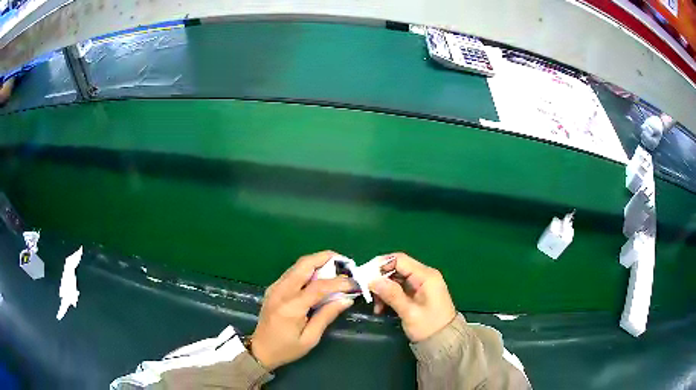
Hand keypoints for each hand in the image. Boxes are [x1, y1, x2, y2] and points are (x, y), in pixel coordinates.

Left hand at [251, 251, 354, 369]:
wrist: (260, 350)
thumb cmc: (286, 348)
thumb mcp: (310, 338)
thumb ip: (327, 315)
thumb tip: (347, 299)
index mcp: (291, 307)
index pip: (319, 286)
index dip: (339, 282)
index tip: (355, 283)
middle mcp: (281, 291)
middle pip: (304, 264)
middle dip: (326, 258)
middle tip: (345, 263)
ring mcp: (275, 287)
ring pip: (298, 265)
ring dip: (318, 262)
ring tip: (336, 268)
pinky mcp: (273, 288)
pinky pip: (293, 272)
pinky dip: (309, 269)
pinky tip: (320, 277)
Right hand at [370, 253, 456, 341]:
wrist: (443, 343)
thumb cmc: (429, 327)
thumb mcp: (409, 312)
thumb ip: (392, 294)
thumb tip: (372, 280)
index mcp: (426, 276)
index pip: (400, 260)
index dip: (380, 264)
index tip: (364, 276)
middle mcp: (424, 276)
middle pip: (396, 268)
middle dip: (380, 280)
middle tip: (367, 293)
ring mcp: (420, 285)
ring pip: (395, 279)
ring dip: (383, 290)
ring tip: (376, 307)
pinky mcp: (417, 293)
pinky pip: (398, 288)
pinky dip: (388, 296)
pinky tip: (381, 309)